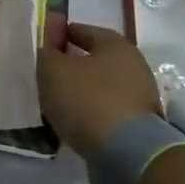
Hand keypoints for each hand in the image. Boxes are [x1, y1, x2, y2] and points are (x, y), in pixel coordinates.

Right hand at [37, 22, 163, 157]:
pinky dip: (91, 113)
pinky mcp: (140, 126)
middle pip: (96, 60)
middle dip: (73, 65)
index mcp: (116, 45)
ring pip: (102, 88)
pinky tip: (74, 121)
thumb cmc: (87, 99)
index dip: (62, 34)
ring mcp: (141, 98)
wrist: (126, 152)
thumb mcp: (53, 70)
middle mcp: (134, 66)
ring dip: (82, 92)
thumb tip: (48, 52)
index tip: (44, 43)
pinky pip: (108, 111)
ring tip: (57, 102)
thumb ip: (46, 54)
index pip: (84, 30)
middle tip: (48, 74)